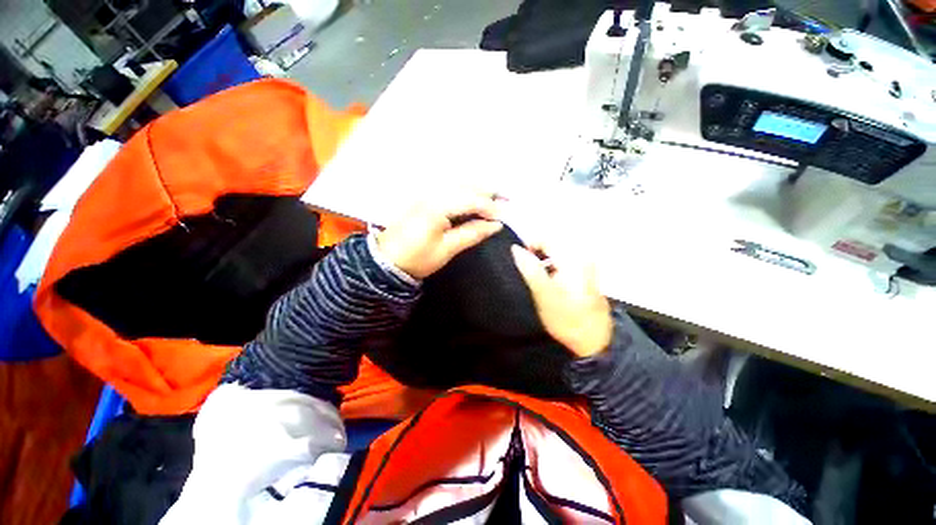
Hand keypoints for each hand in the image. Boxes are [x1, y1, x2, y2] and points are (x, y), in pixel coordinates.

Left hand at [376, 192, 503, 278]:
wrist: (387, 261)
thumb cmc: (418, 258)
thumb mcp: (447, 249)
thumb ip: (472, 234)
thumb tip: (496, 225)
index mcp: (437, 207)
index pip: (470, 200)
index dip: (489, 207)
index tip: (503, 217)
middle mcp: (432, 194)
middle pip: (465, 186)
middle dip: (486, 192)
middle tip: (504, 200)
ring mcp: (426, 194)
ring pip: (456, 184)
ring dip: (476, 188)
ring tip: (493, 196)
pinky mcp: (423, 199)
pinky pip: (448, 188)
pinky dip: (464, 190)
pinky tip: (472, 196)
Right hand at [511, 243, 612, 356]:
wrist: (594, 341)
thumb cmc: (567, 319)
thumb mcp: (543, 295)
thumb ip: (529, 270)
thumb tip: (516, 249)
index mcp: (572, 259)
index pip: (545, 239)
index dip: (529, 246)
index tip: (519, 262)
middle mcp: (582, 258)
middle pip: (552, 246)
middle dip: (536, 255)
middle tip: (528, 274)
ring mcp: (587, 266)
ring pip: (557, 255)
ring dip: (544, 263)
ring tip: (537, 281)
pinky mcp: (587, 275)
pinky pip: (564, 263)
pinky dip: (553, 269)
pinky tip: (551, 284)